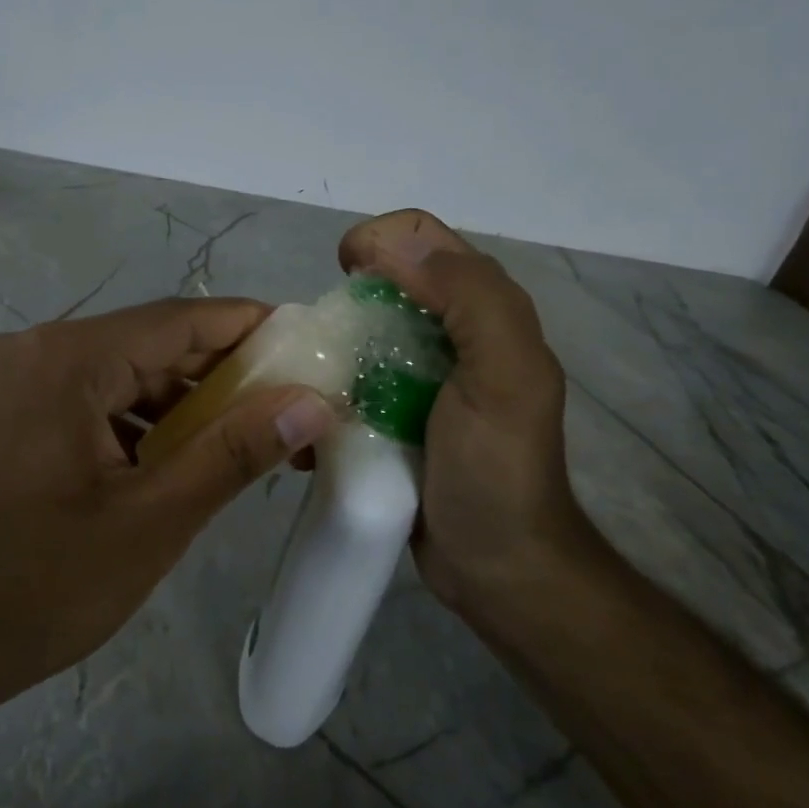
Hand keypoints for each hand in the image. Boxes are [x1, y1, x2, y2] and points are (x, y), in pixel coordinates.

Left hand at [0, 298, 336, 713]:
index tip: (306, 347)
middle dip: (216, 372)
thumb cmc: (40, 588)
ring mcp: (7, 375)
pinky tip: (167, 454)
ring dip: (174, 398)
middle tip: (284, 405)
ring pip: (114, 368)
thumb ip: (235, 451)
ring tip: (237, 436)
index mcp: (64, 360)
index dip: (247, 328)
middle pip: (145, 342)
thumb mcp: (153, 521)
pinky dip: (129, 416)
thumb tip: (312, 402)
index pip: (177, 320)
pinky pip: (81, 393)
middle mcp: (30, 347)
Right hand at [338, 210, 595, 616]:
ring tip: (305, 384)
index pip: (421, 239)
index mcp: (482, 310)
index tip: (342, 276)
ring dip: (325, 349)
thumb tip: (393, 246)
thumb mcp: (503, 376)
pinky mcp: (391, 413)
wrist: (496, 568)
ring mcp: (417, 376)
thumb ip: (469, 300)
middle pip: (383, 283)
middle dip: (343, 299)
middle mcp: (450, 333)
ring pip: (358, 333)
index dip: (377, 241)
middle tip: (319, 342)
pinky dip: (324, 391)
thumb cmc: (497, 471)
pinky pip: (347, 381)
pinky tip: (313, 420)